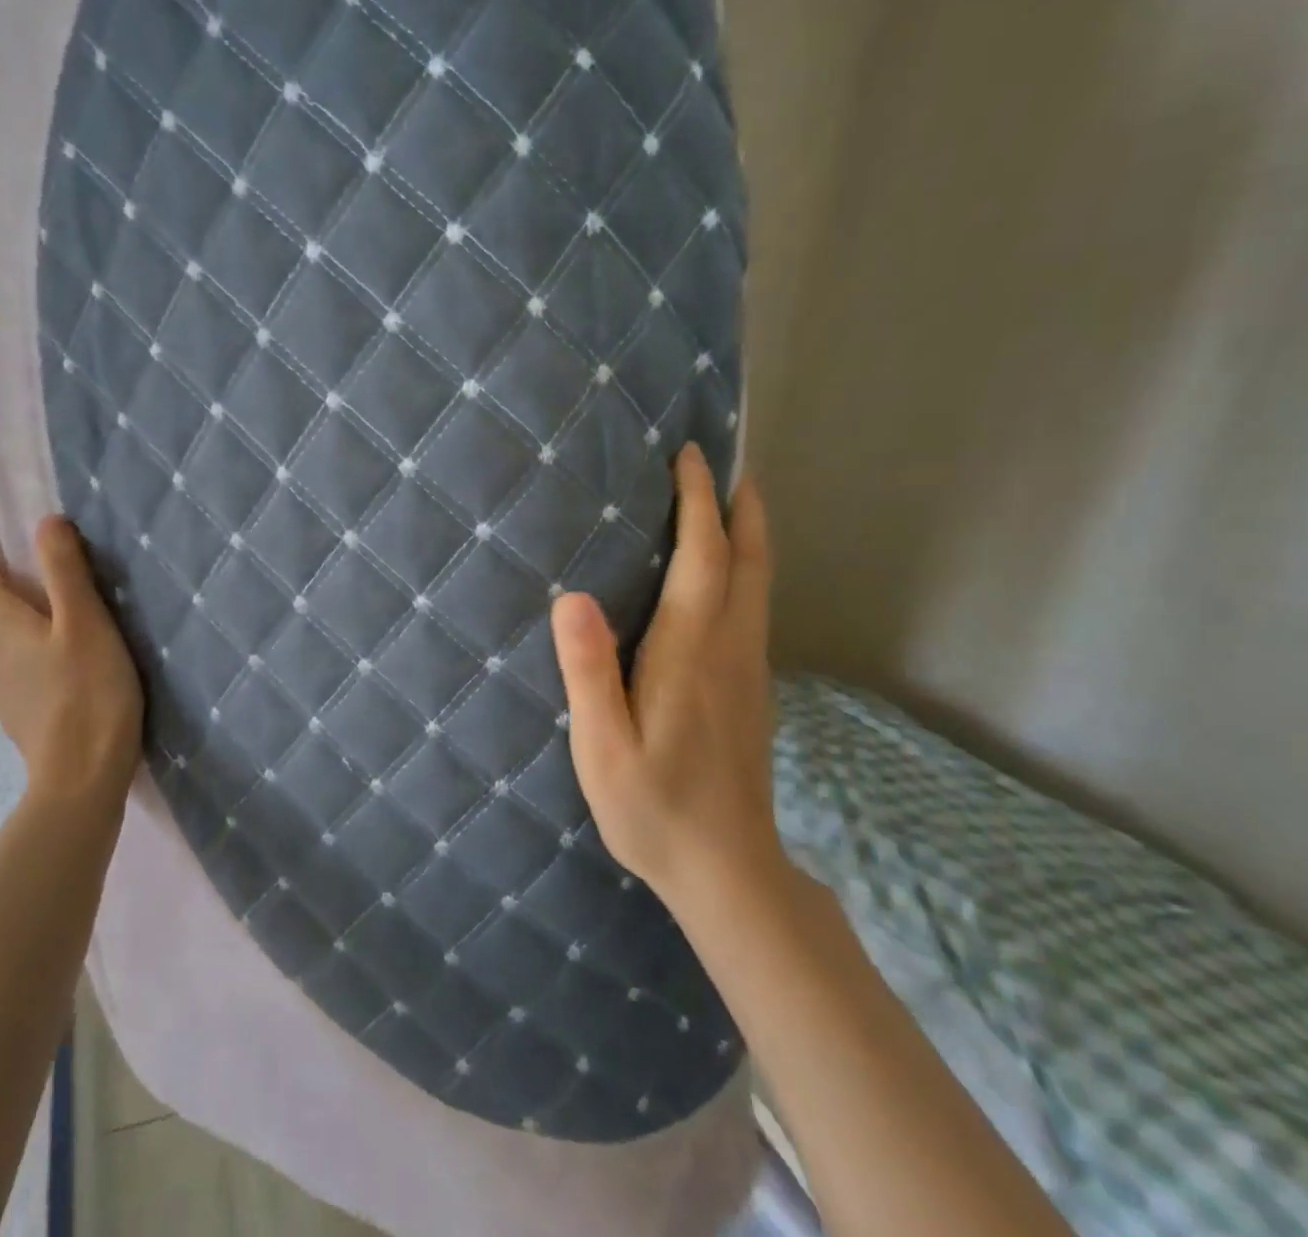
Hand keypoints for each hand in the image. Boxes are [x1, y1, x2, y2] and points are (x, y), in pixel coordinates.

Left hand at [0, 517, 143, 810]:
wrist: (82, 778)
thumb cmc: (87, 692)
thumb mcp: (85, 622)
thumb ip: (65, 570)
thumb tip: (45, 521)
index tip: (12, 527)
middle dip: (10, 572)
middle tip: (58, 560)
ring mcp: (0, 684)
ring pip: (2, 631)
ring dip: (25, 608)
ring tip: (72, 604)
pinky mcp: (20, 708)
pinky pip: (18, 658)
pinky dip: (35, 640)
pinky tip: (74, 653)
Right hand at [551, 445, 783, 908]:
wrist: (729, 873)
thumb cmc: (655, 809)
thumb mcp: (604, 747)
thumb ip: (589, 672)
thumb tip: (572, 597)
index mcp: (691, 653)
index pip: (703, 558)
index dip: (698, 502)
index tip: (689, 456)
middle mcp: (730, 649)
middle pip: (748, 560)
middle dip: (739, 505)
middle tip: (727, 461)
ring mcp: (748, 670)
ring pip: (759, 583)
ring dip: (747, 533)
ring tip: (730, 500)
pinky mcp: (750, 690)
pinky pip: (753, 607)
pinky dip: (744, 568)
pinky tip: (722, 575)